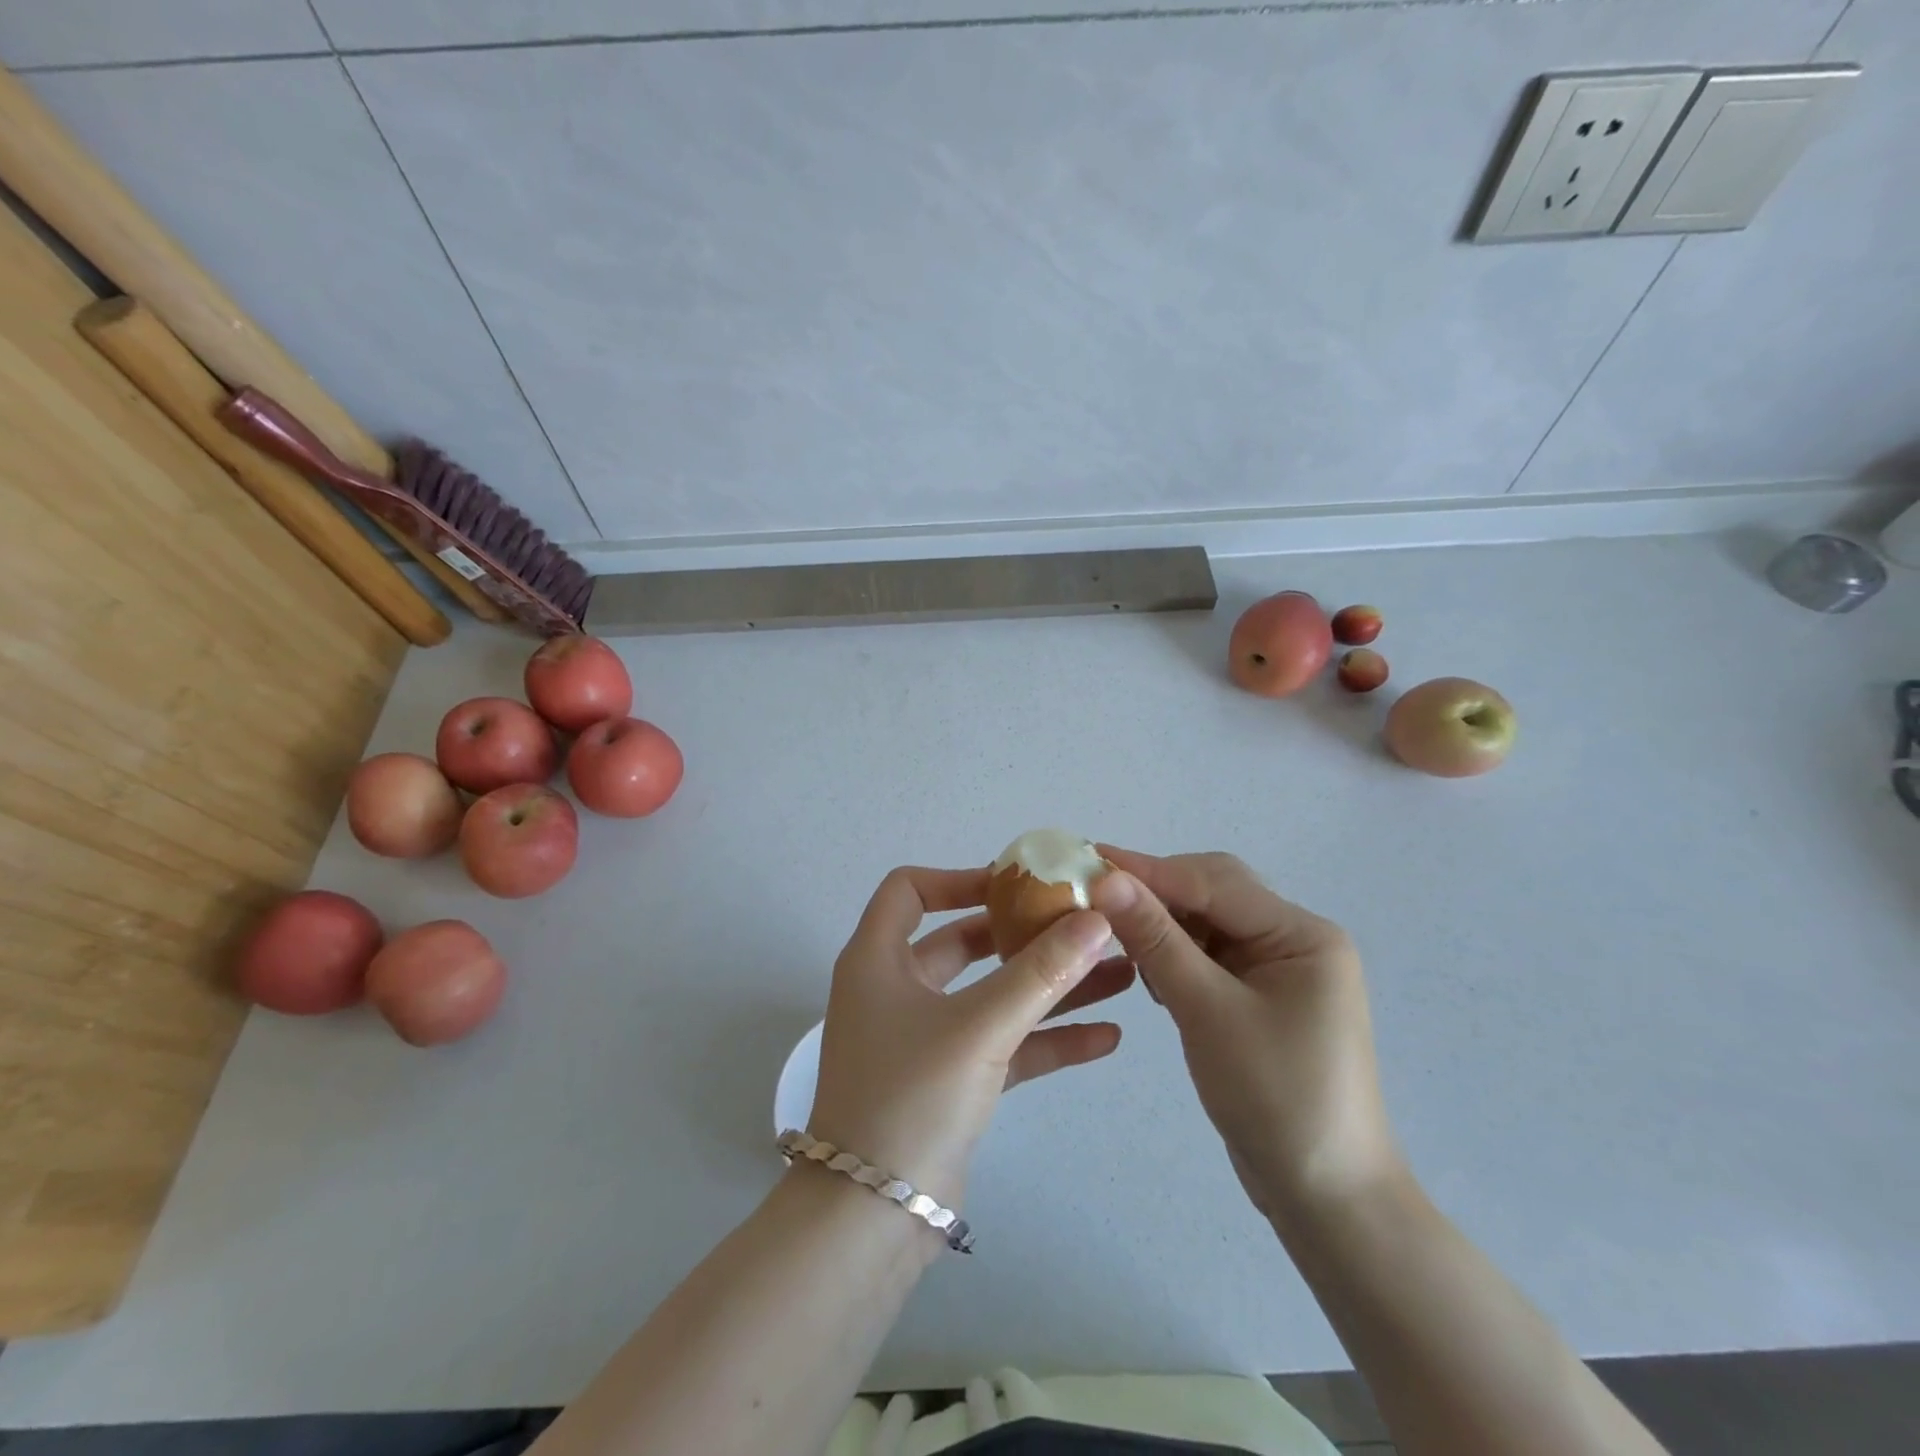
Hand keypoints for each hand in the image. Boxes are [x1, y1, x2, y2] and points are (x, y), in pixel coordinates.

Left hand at [807, 867, 1135, 1213]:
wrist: (869, 1220)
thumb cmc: (909, 1097)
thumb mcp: (978, 1027)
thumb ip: (1040, 973)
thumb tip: (1096, 919)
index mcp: (878, 959)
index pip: (909, 890)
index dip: (959, 878)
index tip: (1016, 884)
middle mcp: (897, 989)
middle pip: (963, 941)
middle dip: (1025, 935)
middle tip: (1081, 924)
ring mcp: (925, 1038)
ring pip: (993, 996)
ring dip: (1050, 986)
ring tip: (1118, 973)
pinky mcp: (951, 1081)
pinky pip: (1004, 1045)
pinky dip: (1046, 1038)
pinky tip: (1106, 1038)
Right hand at [1090, 847, 1401, 1219]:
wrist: (1326, 1199)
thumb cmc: (1275, 1098)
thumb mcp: (1208, 1011)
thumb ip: (1157, 939)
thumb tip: (1106, 878)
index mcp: (1303, 934)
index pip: (1215, 882)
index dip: (1149, 870)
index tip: (1089, 858)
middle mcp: (1296, 940)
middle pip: (1215, 894)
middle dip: (1157, 895)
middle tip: (1096, 897)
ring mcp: (1280, 970)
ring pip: (1208, 924)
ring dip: (1164, 927)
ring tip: (1119, 939)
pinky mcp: (1261, 997)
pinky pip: (1211, 956)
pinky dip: (1177, 957)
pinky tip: (1152, 976)